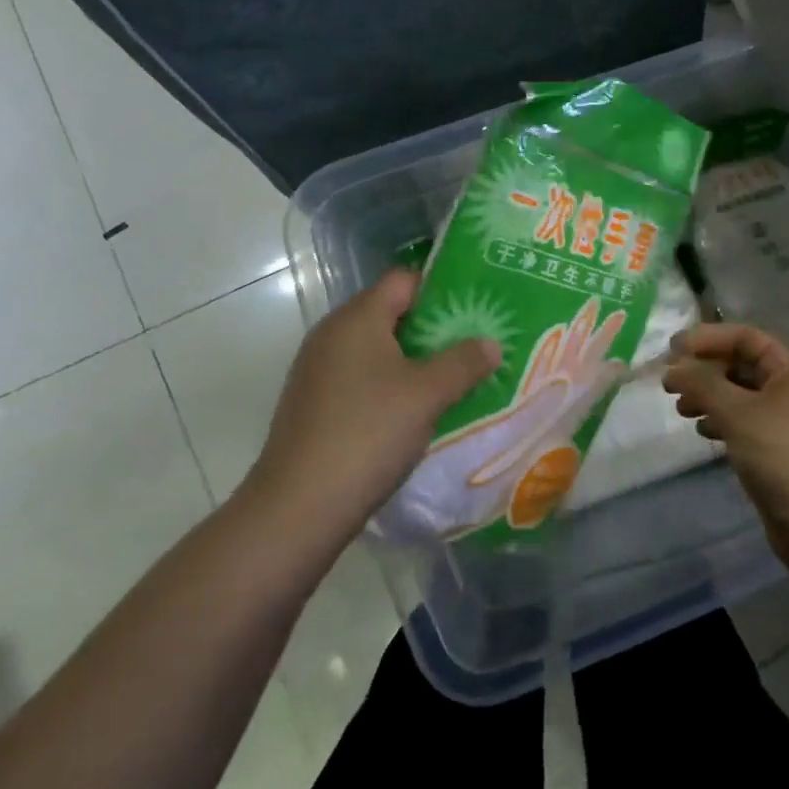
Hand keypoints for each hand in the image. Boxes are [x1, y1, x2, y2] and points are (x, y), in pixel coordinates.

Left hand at [239, 270, 499, 541]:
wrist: (298, 509)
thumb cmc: (368, 433)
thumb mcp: (427, 394)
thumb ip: (464, 362)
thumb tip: (490, 343)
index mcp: (357, 318)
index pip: (404, 279)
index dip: (441, 288)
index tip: (476, 308)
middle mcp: (332, 334)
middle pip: (391, 312)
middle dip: (434, 327)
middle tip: (473, 344)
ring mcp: (319, 371)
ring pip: (378, 349)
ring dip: (415, 360)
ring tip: (454, 378)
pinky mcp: (315, 404)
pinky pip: (362, 378)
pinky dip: (391, 385)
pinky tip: (416, 411)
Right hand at [662, 323, 788, 579]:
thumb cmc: (783, 457)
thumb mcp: (738, 413)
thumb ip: (702, 384)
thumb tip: (673, 367)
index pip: (746, 338)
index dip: (708, 338)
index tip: (672, 349)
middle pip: (742, 365)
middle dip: (704, 371)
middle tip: (669, 385)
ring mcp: (788, 421)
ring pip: (740, 395)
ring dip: (708, 397)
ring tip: (680, 410)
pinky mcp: (779, 450)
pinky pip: (744, 422)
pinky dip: (720, 421)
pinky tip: (702, 432)